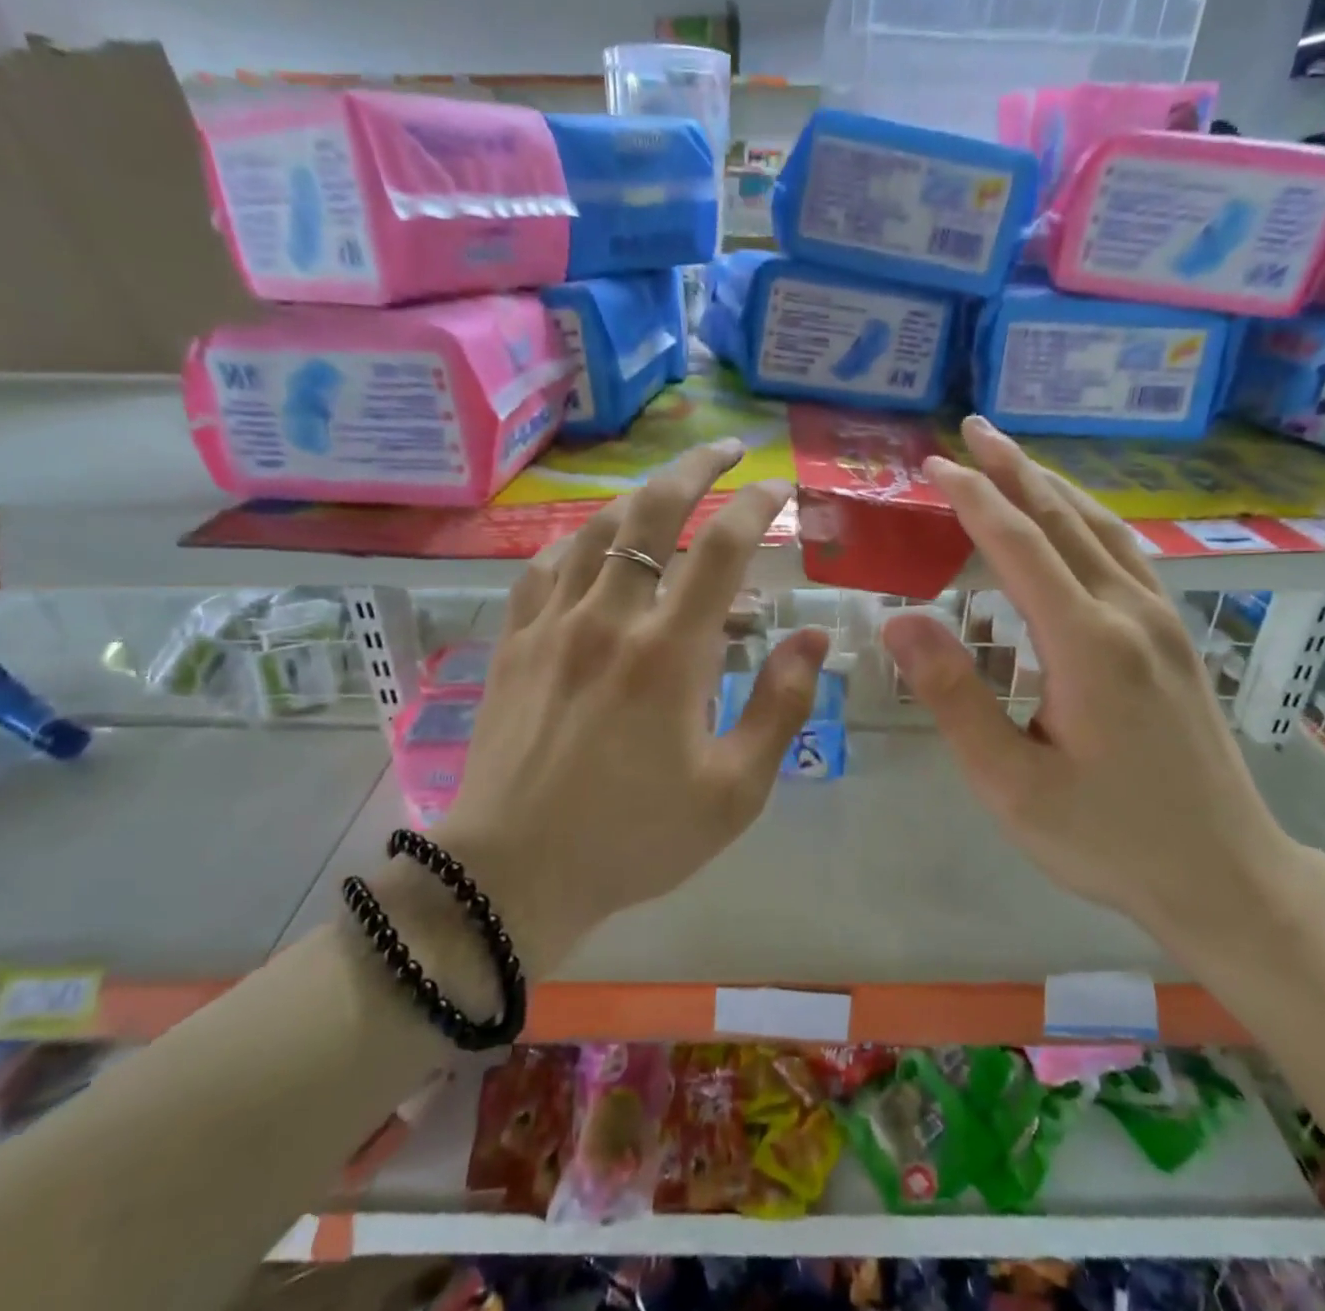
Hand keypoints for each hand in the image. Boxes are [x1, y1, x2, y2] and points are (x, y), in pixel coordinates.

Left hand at [408, 440, 828, 976]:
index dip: (756, 504)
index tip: (778, 486)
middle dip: (695, 467)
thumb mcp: (733, 791)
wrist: (513, 875)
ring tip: (668, 492)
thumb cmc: (634, 838)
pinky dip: (577, 542)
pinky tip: (591, 545)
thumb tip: (812, 637)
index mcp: (670, 653)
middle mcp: (609, 619)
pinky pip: (544, 566)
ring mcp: (552, 625)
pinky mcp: (514, 642)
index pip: (722, 548)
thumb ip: (780, 706)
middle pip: (652, 512)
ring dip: (638, 498)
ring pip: (596, 529)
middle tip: (725, 450)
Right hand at [879, 417, 1294, 941]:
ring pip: (1102, 529)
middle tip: (970, 431)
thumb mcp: (1011, 782)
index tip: (933, 465)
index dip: (974, 499)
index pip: (1021, 546)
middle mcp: (1131, 614)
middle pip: (1065, 519)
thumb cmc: (1107, 837)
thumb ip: (954, 697)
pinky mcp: (1175, 638)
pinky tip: (1074, 521)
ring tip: (1013, 458)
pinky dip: (1088, 519)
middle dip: (1013, 470)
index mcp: (1089, 644)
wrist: (1226, 876)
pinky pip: (1126, 554)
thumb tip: (900, 622)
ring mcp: (1163, 622)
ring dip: (1053, 486)